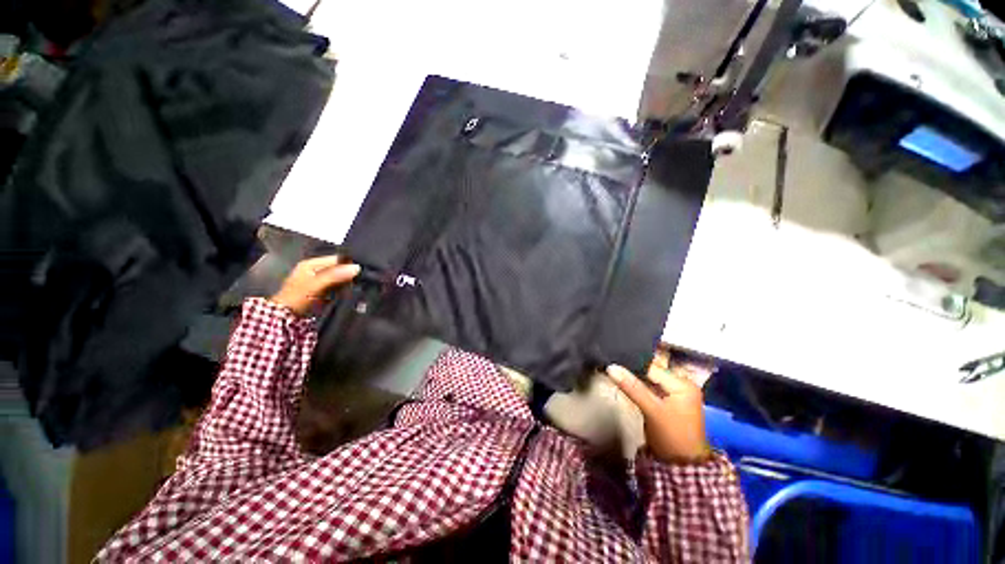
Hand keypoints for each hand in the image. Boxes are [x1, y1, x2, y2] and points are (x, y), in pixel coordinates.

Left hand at [270, 256, 360, 316]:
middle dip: (350, 273)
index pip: (336, 259)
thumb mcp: (316, 284)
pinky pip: (339, 287)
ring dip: (349, 282)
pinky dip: (346, 289)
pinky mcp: (324, 292)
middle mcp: (317, 270)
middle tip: (363, 278)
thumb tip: (357, 267)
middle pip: (339, 268)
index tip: (362, 269)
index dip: (349, 263)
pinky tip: (353, 291)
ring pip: (340, 278)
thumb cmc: (298, 297)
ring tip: (360, 285)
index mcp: (312, 264)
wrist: (286, 318)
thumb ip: (336, 275)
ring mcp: (320, 281)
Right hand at [605, 356, 710, 463]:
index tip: (612, 363)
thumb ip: (632, 387)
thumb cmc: (671, 437)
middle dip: (633, 371)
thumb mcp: (651, 410)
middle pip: (652, 372)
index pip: (652, 367)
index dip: (632, 365)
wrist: (682, 467)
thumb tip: (611, 367)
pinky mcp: (668, 401)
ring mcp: (676, 393)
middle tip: (612, 367)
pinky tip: (626, 384)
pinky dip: (639, 386)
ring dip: (634, 378)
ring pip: (649, 379)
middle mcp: (682, 384)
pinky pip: (651, 387)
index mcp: (684, 384)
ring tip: (615, 373)